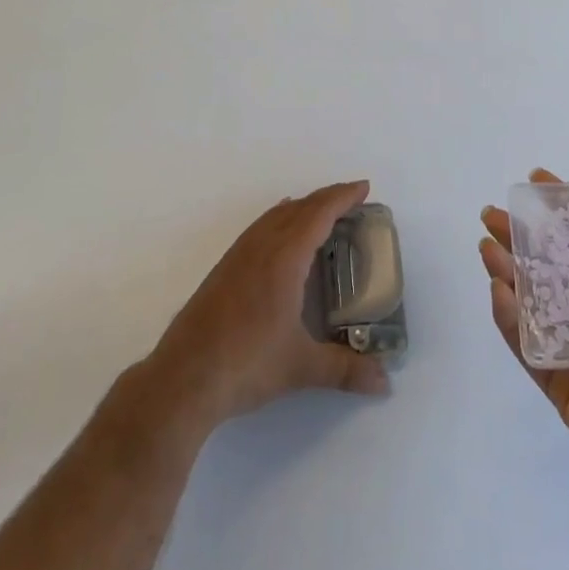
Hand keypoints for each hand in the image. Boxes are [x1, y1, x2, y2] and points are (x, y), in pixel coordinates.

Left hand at [149, 179, 390, 430]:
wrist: (184, 377)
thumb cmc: (247, 363)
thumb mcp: (301, 367)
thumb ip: (345, 370)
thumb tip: (384, 383)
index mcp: (285, 257)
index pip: (319, 213)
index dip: (343, 197)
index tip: (364, 187)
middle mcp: (262, 245)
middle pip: (300, 208)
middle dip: (327, 199)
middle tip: (352, 199)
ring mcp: (239, 254)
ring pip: (276, 215)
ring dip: (302, 207)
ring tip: (321, 212)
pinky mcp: (224, 268)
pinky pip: (260, 227)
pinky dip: (280, 219)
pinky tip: (279, 233)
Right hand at [480, 169, 568, 495]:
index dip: (555, 207)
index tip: (533, 179)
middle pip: (541, 262)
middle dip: (515, 235)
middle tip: (490, 215)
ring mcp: (565, 340)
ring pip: (525, 297)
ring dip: (504, 269)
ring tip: (487, 247)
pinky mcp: (551, 374)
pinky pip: (522, 340)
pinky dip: (507, 315)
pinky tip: (500, 290)